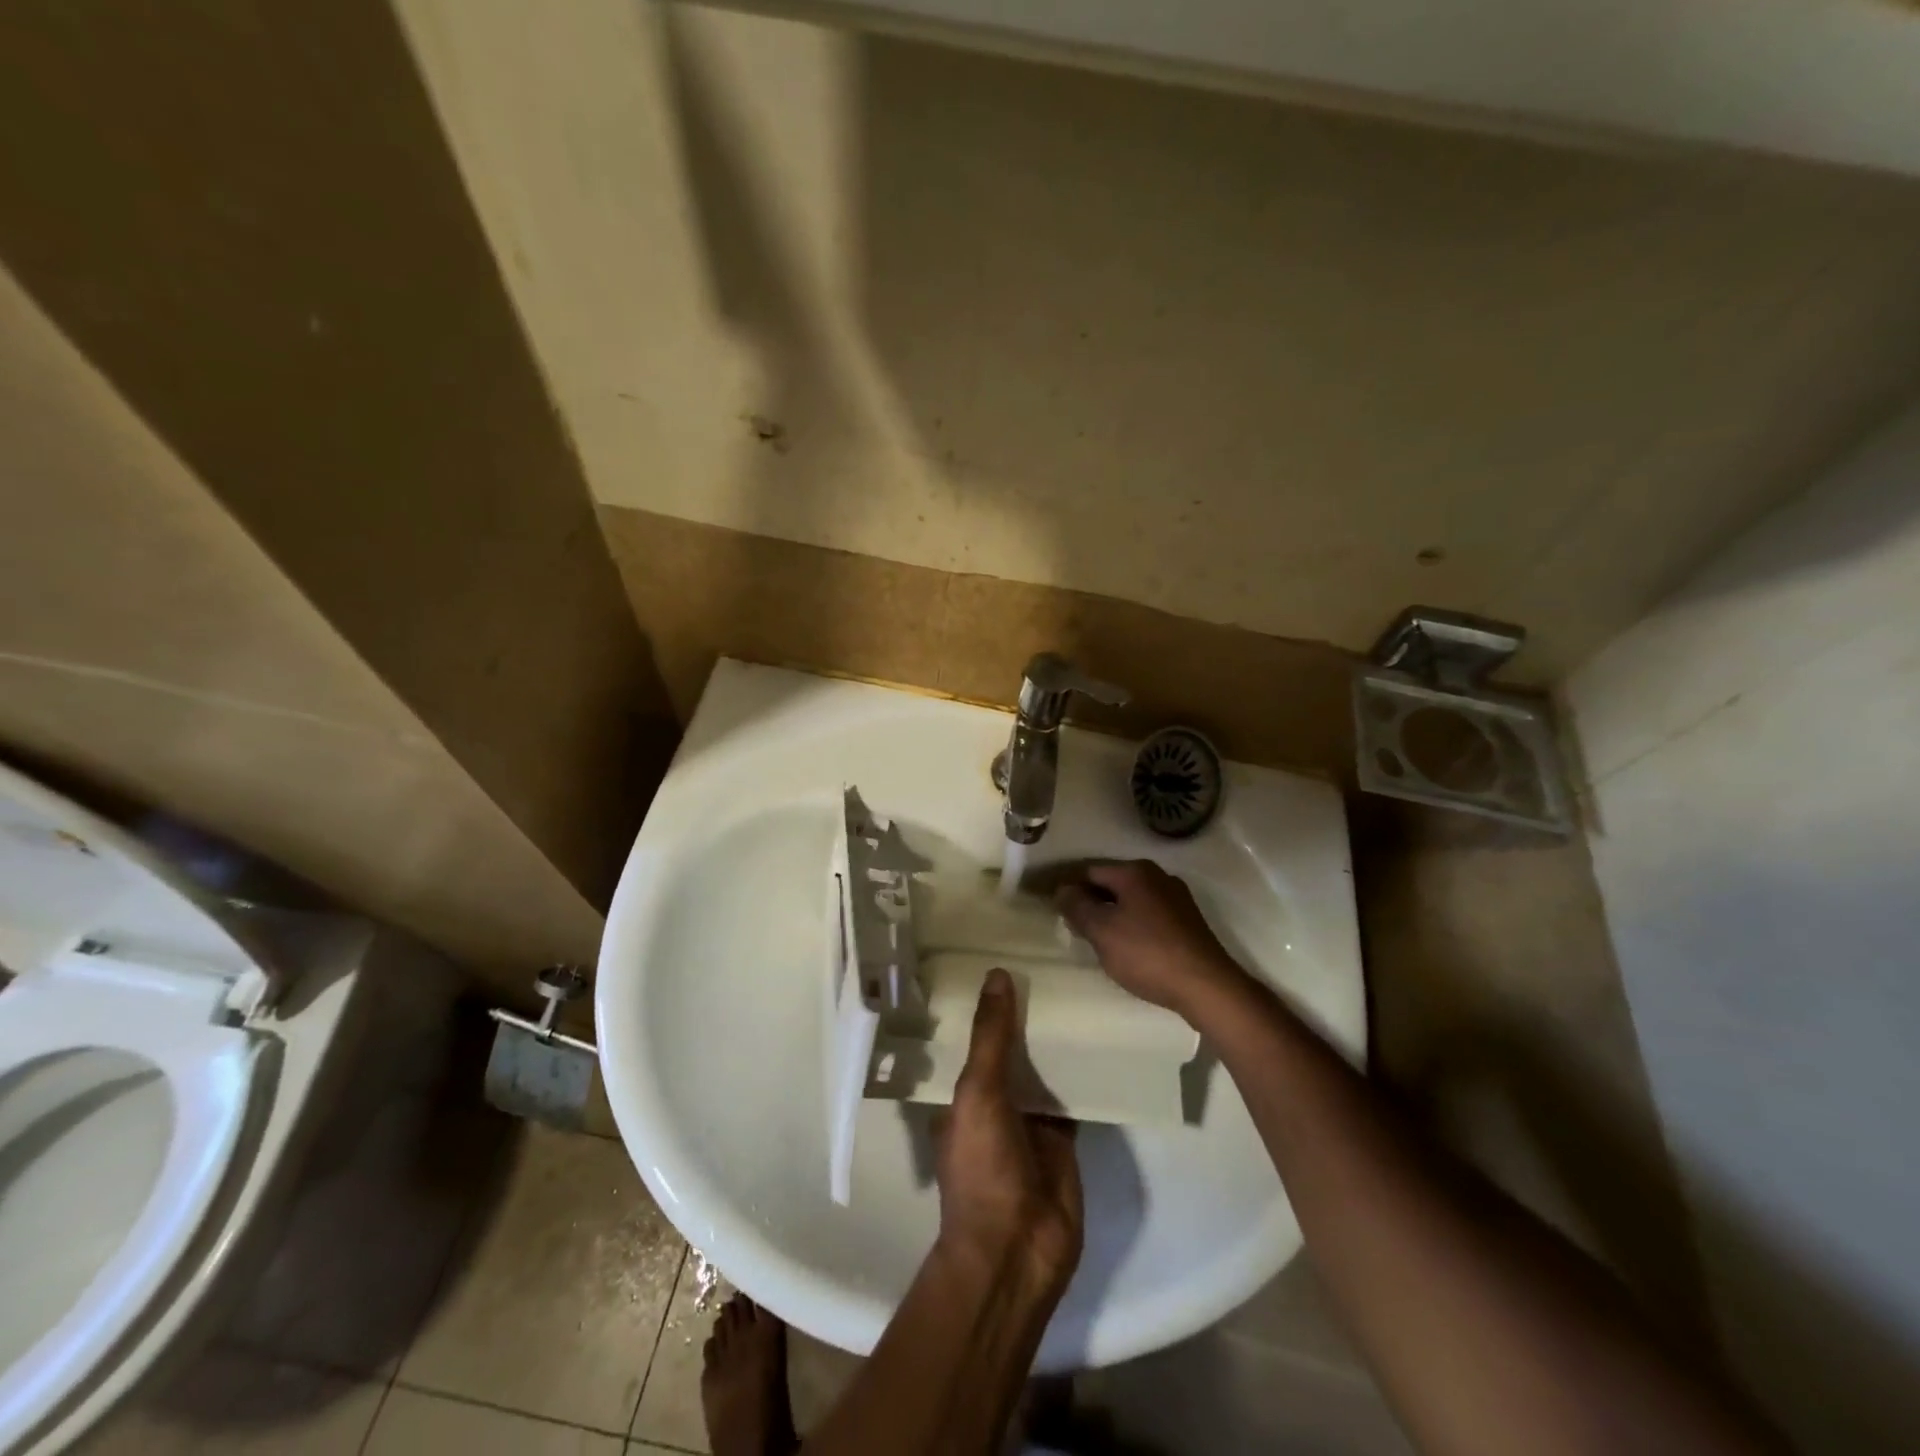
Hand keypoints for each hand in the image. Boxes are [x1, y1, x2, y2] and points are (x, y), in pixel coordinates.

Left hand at [935, 969, 1083, 1292]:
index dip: (984, 1004)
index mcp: (960, 1093)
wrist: (1017, 1250)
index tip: (1002, 959)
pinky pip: (1073, 1095)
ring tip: (1076, 987)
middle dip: (1025, 1016)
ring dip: (1055, 1041)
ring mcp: (1029, 1121)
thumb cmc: (982, 1166)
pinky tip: (1101, 1039)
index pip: (970, 1037)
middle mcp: (992, 1102)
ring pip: (1043, 1069)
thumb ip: (990, 1037)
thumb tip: (996, 974)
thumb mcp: (977, 1092)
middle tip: (1048, 963)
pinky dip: (1084, 1073)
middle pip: (1011, 1050)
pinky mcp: (1063, 1137)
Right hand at [1056, 861, 1248, 1019]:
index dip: (1067, 887)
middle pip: (1111, 882)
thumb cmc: (1147, 954)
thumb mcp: (1102, 931)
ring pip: (1130, 899)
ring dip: (1110, 913)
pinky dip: (1130, 923)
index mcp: (1135, 872)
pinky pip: (1147, 914)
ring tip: (1094, 937)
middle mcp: (1157, 876)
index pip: (1089, 870)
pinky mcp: (1187, 920)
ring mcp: (1176, 897)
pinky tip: (1125, 945)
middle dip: (1089, 900)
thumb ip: (1077, 907)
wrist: (1206, 986)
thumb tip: (1062, 890)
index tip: (1050, 905)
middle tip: (1070, 925)